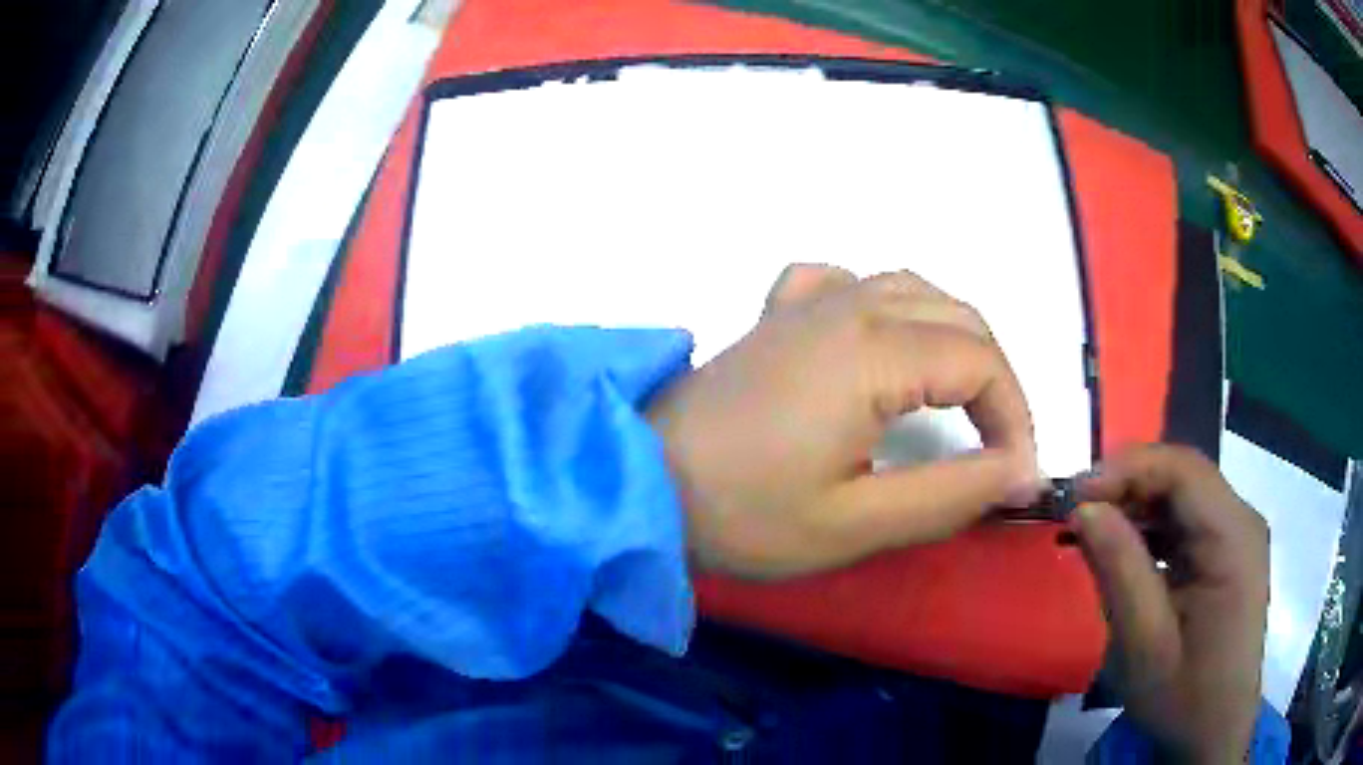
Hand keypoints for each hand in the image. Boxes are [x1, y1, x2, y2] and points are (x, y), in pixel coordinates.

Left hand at [646, 264, 1041, 578]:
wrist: (639, 479)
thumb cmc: (742, 511)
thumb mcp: (856, 523)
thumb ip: (951, 495)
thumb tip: (1021, 473)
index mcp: (873, 350)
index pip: (982, 362)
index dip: (1015, 417)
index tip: (1017, 476)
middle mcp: (849, 305)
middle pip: (958, 317)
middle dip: (995, 378)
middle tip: (998, 445)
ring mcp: (808, 301)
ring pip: (912, 290)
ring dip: (953, 336)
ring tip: (962, 396)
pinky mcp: (777, 315)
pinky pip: (846, 283)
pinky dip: (883, 304)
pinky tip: (875, 337)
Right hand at [1073, 445, 1268, 762]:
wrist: (1215, 733)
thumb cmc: (1184, 697)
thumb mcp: (1144, 645)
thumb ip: (1119, 570)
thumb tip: (1084, 508)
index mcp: (1233, 536)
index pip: (1182, 470)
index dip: (1127, 469)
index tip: (1075, 494)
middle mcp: (1242, 521)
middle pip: (1185, 476)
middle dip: (1129, 484)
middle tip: (1078, 511)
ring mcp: (1239, 536)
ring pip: (1185, 496)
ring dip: (1138, 506)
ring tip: (1094, 531)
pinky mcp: (1229, 554)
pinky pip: (1189, 523)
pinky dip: (1153, 529)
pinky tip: (1126, 551)